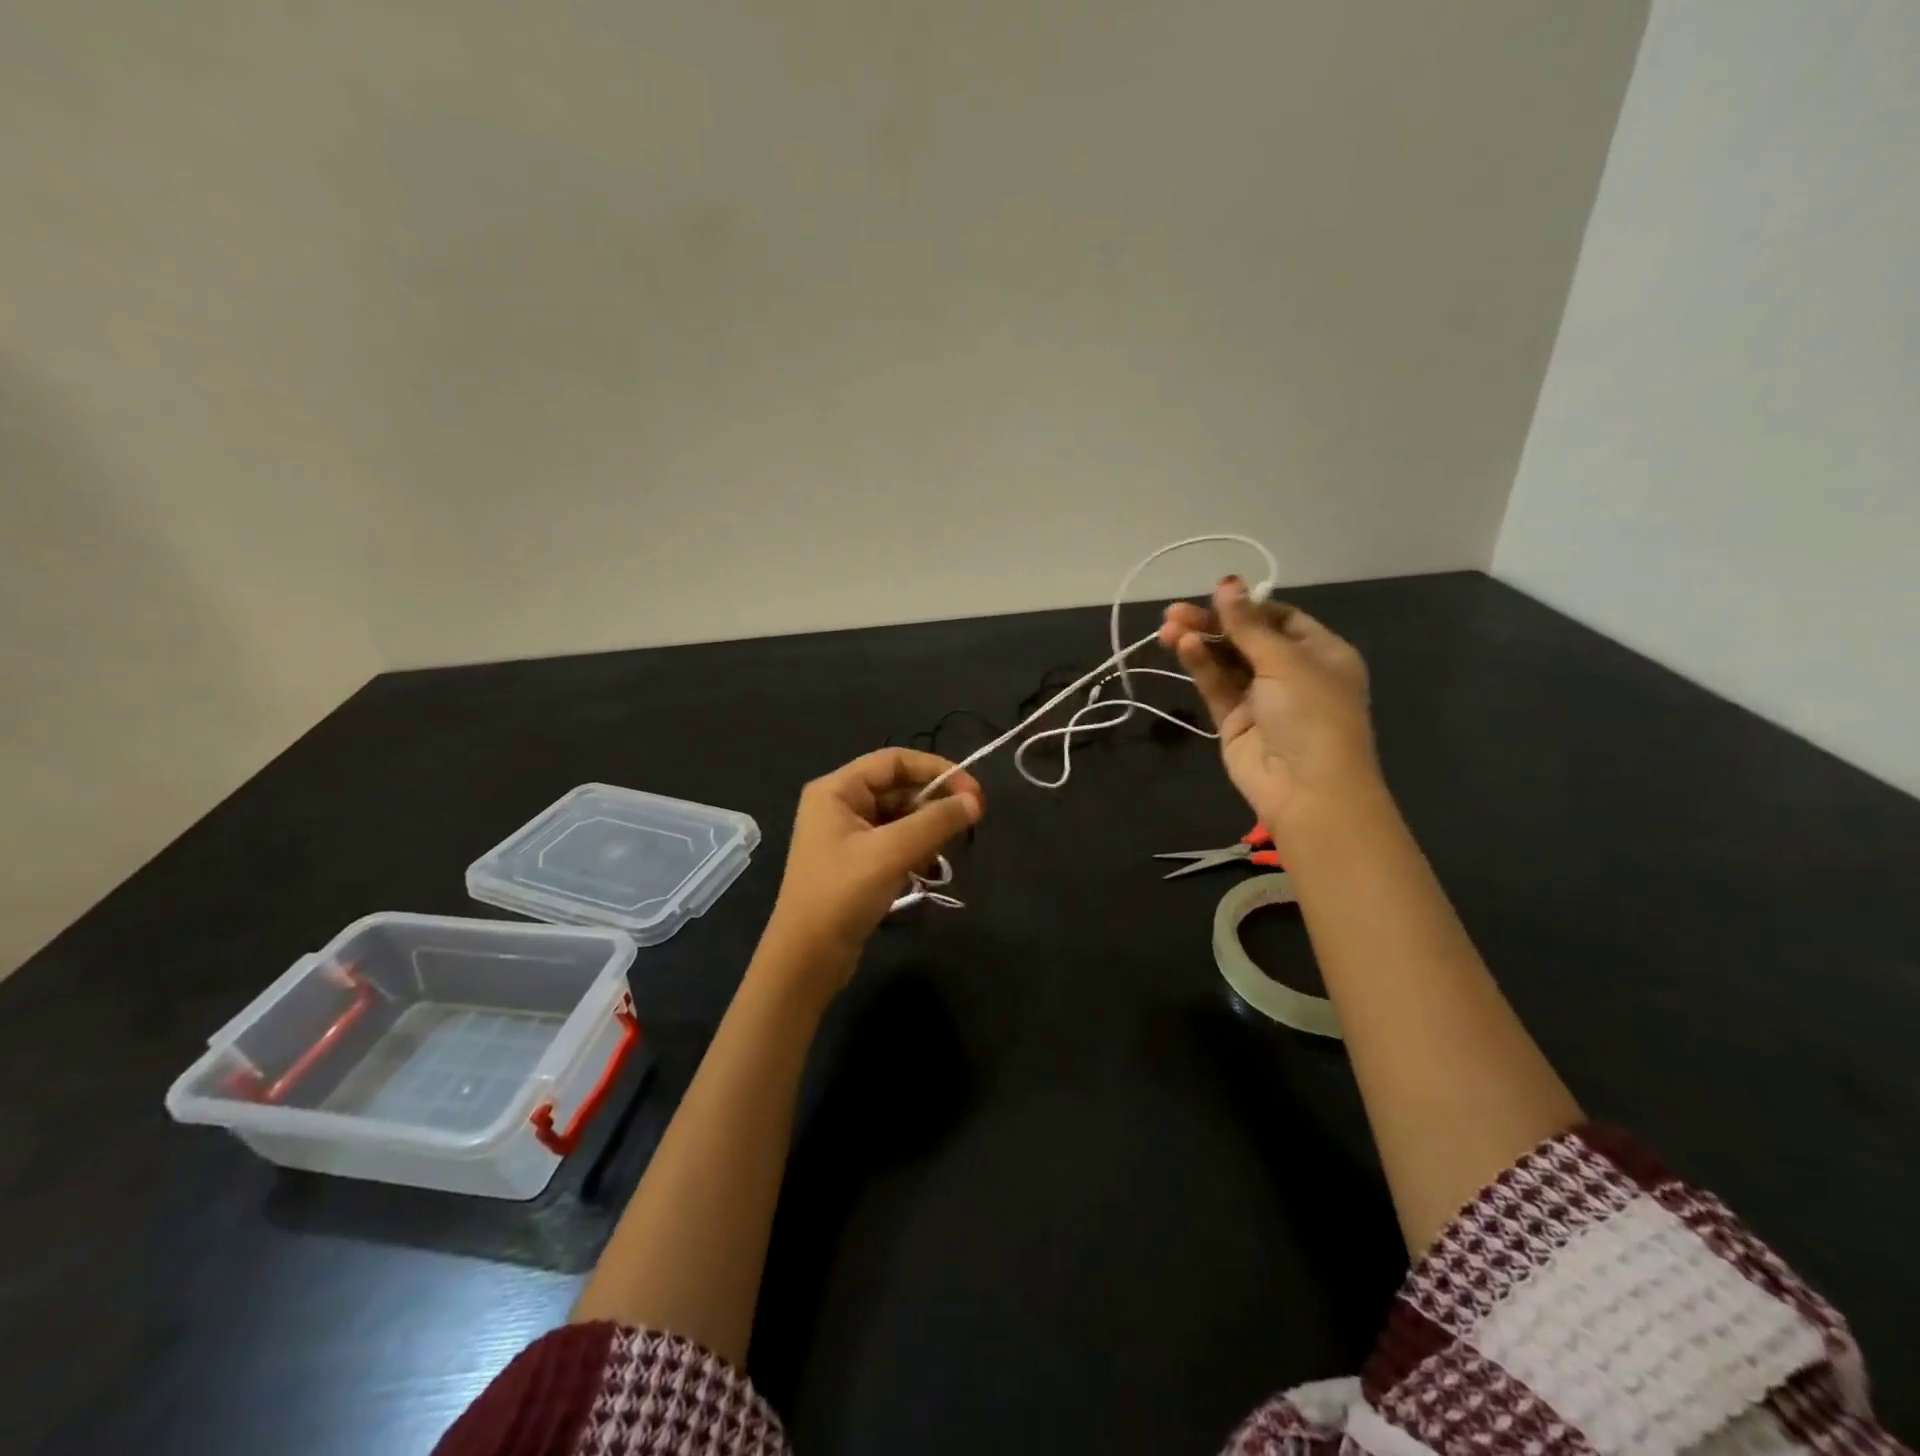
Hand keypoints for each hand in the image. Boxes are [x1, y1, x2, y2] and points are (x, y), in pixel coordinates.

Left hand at [762, 748, 984, 987]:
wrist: (807, 958)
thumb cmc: (842, 894)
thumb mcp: (892, 852)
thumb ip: (936, 822)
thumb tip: (975, 802)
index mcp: (837, 789)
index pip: (895, 760)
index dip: (937, 770)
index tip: (973, 792)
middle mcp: (839, 804)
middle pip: (899, 788)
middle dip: (933, 804)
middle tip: (968, 823)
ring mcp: (846, 835)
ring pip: (900, 817)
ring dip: (927, 830)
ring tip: (943, 853)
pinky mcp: (856, 862)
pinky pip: (894, 842)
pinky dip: (915, 850)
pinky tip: (929, 869)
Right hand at [1159, 578, 1377, 844]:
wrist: (1307, 790)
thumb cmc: (1312, 715)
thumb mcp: (1286, 661)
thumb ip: (1249, 625)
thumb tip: (1227, 582)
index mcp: (1320, 653)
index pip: (1279, 619)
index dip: (1247, 607)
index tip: (1216, 596)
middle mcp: (1292, 673)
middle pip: (1246, 638)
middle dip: (1213, 624)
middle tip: (1174, 613)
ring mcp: (1261, 698)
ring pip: (1225, 662)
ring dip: (1199, 643)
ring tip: (1168, 629)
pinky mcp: (1234, 721)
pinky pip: (1216, 686)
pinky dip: (1201, 666)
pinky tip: (1183, 647)